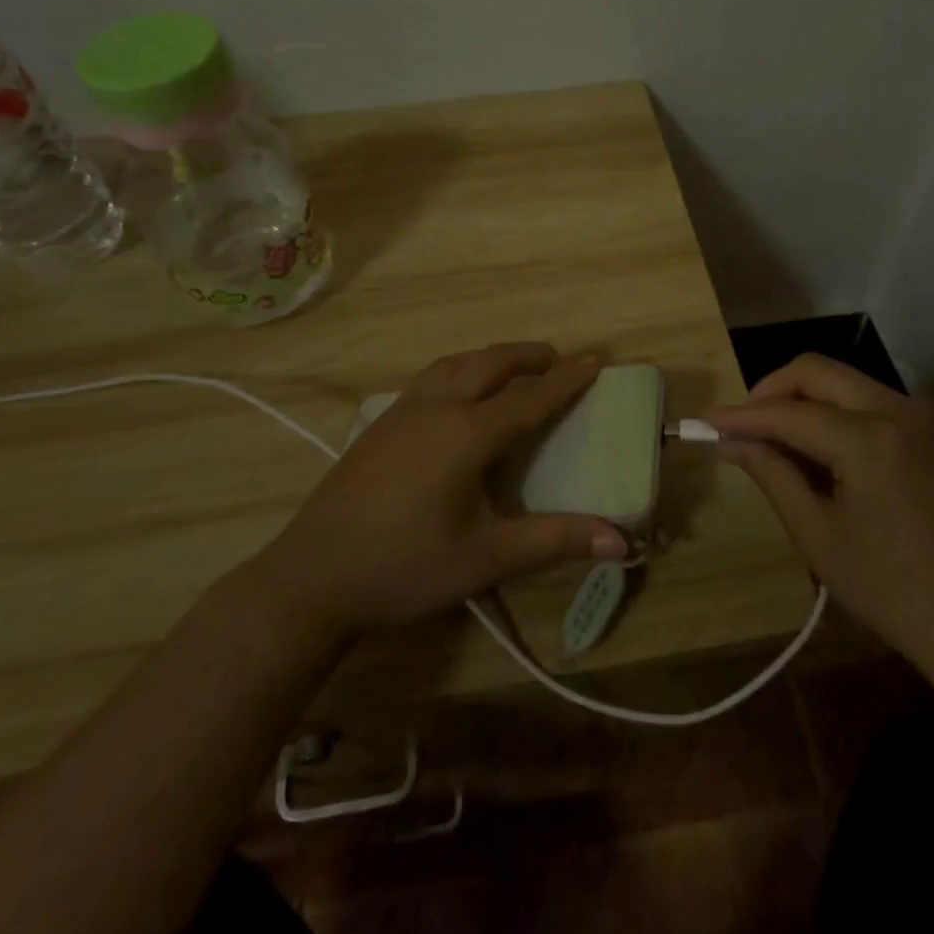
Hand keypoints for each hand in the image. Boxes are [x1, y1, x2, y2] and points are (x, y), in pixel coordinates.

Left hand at [256, 343, 627, 640]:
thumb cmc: (405, 567)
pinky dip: (461, 369)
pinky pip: (432, 377)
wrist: (312, 576)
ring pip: (456, 363)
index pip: (529, 397)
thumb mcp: (486, 558)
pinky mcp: (381, 423)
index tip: (595, 361)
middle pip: (491, 364)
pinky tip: (459, 393)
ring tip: (514, 369)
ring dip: (492, 358)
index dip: (565, 380)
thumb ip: (554, 541)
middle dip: (529, 356)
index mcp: (466, 434)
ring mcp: (403, 411)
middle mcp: (437, 407)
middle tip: (558, 360)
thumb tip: (621, 540)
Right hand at [709, 355, 933, 676]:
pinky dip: (833, 411)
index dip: (741, 416)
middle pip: (816, 371)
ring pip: (843, 381)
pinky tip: (818, 449)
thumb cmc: (893, 590)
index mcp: (867, 439)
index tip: (704, 421)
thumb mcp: (818, 535)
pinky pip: (868, 400)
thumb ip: (771, 474)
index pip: (788, 412)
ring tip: (775, 440)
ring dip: (803, 399)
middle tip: (742, 426)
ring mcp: (920, 416)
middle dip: (771, 390)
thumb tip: (728, 441)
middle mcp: (897, 410)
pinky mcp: (931, 430)